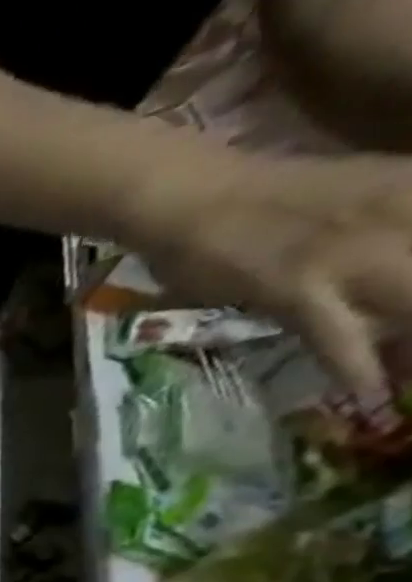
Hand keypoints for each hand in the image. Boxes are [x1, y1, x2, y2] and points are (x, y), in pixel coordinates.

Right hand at [125, 149, 411, 400]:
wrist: (192, 200)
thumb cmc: (263, 197)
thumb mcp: (364, 191)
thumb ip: (398, 220)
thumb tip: (405, 271)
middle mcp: (404, 216)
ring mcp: (350, 254)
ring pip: (410, 306)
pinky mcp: (297, 287)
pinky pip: (338, 335)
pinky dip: (354, 366)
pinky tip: (367, 390)